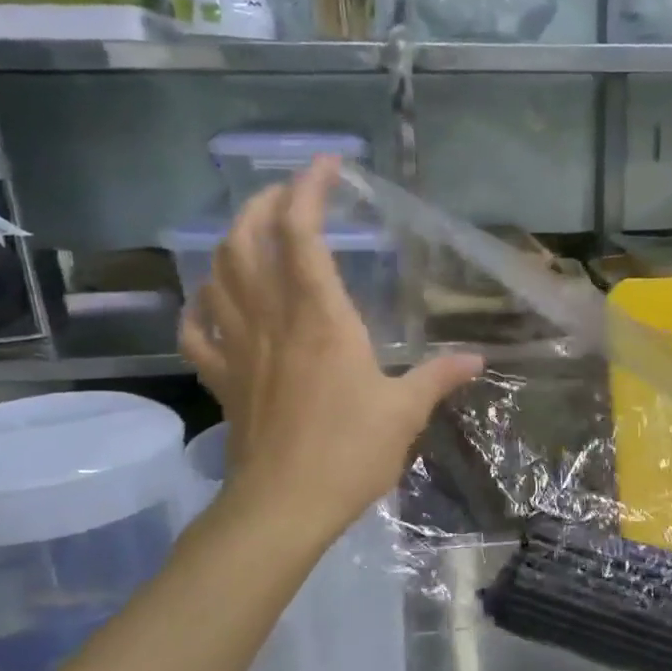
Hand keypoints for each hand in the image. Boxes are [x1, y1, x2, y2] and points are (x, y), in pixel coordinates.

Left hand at [179, 157, 483, 544]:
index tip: (327, 166)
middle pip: (247, 240)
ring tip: (252, 232)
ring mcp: (239, 347)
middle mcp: (273, 319)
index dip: (309, 189)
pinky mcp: (222, 379)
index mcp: (320, 318)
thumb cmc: (349, 453)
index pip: (302, 233)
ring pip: (217, 274)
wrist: (284, 505)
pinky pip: (196, 331)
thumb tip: (476, 359)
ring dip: (230, 241)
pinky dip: (199, 306)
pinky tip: (211, 301)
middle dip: (261, 203)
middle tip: (286, 194)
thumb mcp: (405, 413)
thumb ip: (438, 377)